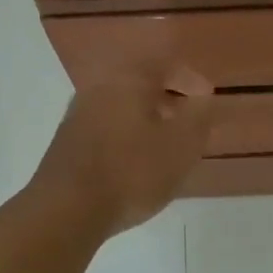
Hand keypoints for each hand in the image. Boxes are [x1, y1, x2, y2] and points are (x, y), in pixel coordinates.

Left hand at [27, 64, 213, 237]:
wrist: (66, 209)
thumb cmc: (132, 172)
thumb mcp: (181, 145)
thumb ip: (199, 115)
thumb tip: (203, 97)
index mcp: (129, 79)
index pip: (165, 63)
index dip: (190, 78)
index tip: (206, 98)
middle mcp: (100, 87)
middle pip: (140, 82)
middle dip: (168, 97)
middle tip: (188, 119)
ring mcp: (78, 113)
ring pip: (121, 104)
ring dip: (146, 116)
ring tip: (164, 143)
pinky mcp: (67, 140)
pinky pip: (106, 125)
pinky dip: (126, 133)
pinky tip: (134, 160)